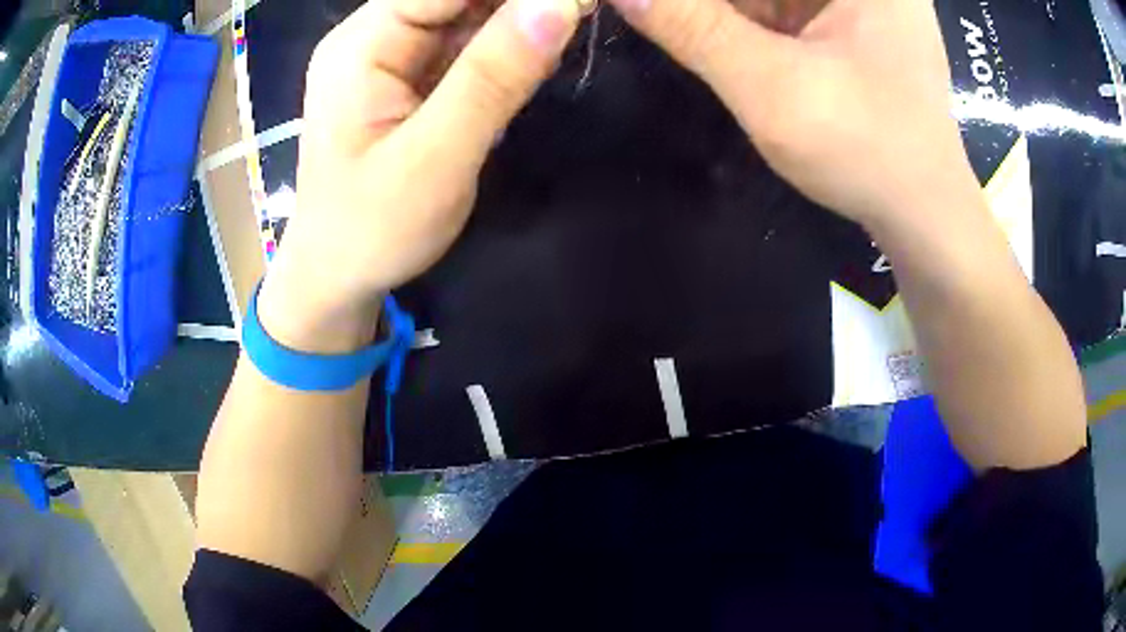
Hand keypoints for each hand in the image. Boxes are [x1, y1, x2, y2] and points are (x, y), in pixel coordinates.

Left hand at [260, 0, 580, 348]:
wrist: (338, 276)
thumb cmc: (372, 229)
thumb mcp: (435, 158)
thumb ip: (494, 77)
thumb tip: (560, 3)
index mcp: (363, 44)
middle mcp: (375, 36)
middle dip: (522, 3)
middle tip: (586, 10)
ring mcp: (393, 55)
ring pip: (469, 13)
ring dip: (521, 19)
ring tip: (577, 21)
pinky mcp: (412, 77)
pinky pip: (469, 43)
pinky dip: (510, 44)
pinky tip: (542, 50)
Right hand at [607, 0, 978, 230]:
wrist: (923, 216)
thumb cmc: (866, 151)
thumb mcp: (773, 87)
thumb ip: (694, 29)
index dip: (705, 3)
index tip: (657, 12)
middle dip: (713, 9)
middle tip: (659, 18)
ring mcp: (858, 5)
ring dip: (721, 14)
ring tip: (676, 25)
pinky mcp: (850, 28)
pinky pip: (785, 12)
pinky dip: (744, 22)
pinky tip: (712, 36)